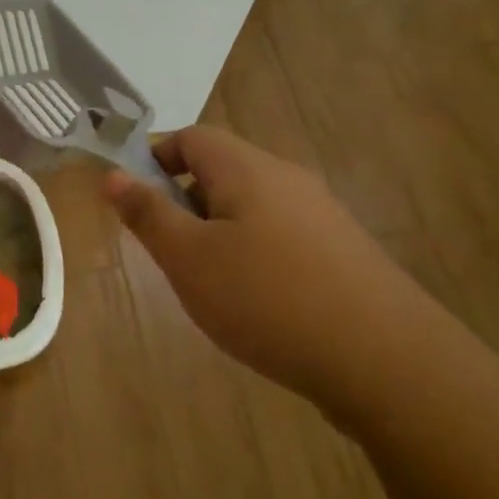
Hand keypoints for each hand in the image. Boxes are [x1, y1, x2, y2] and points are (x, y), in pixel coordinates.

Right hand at [104, 126, 443, 407]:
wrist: (386, 360)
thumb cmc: (267, 299)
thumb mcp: (188, 258)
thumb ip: (148, 214)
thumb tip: (113, 174)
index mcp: (248, 169)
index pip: (192, 137)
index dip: (156, 159)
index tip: (138, 205)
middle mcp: (288, 178)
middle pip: (222, 171)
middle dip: (185, 204)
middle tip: (172, 254)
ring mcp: (322, 214)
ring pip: (251, 207)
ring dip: (218, 234)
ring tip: (212, 286)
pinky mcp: (342, 252)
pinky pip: (281, 236)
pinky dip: (255, 256)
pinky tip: (258, 305)